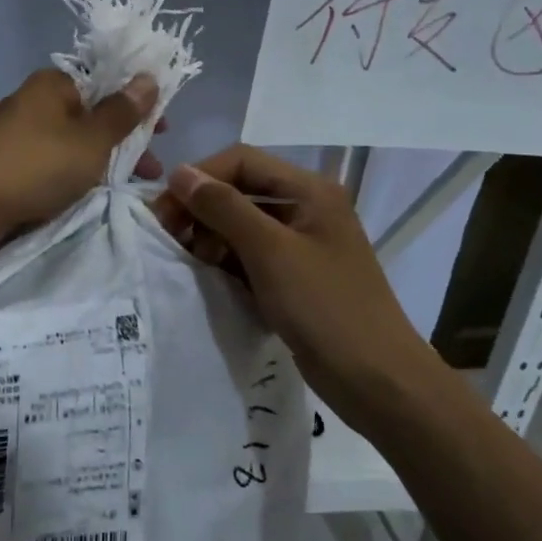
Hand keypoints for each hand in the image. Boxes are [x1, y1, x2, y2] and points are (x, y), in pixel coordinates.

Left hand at [0, 69, 162, 236]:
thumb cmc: (38, 164)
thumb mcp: (91, 139)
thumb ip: (122, 112)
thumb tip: (147, 77)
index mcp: (53, 84)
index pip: (104, 82)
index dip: (136, 104)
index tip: (162, 131)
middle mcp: (34, 102)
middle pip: (90, 115)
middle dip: (124, 140)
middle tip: (151, 168)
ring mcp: (18, 135)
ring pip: (73, 143)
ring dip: (103, 161)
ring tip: (130, 187)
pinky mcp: (8, 165)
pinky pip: (53, 164)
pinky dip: (75, 175)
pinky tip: (91, 194)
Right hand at [152, 145, 441, 413]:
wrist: (376, 379)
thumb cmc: (325, 307)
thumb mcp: (269, 251)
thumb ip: (224, 207)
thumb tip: (180, 173)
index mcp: (310, 190)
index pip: (241, 161)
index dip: (200, 177)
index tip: (165, 209)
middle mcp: (307, 207)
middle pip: (241, 190)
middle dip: (202, 209)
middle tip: (170, 238)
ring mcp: (302, 243)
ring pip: (242, 223)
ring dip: (211, 236)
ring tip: (193, 262)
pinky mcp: (296, 275)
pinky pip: (251, 254)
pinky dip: (228, 260)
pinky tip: (211, 278)